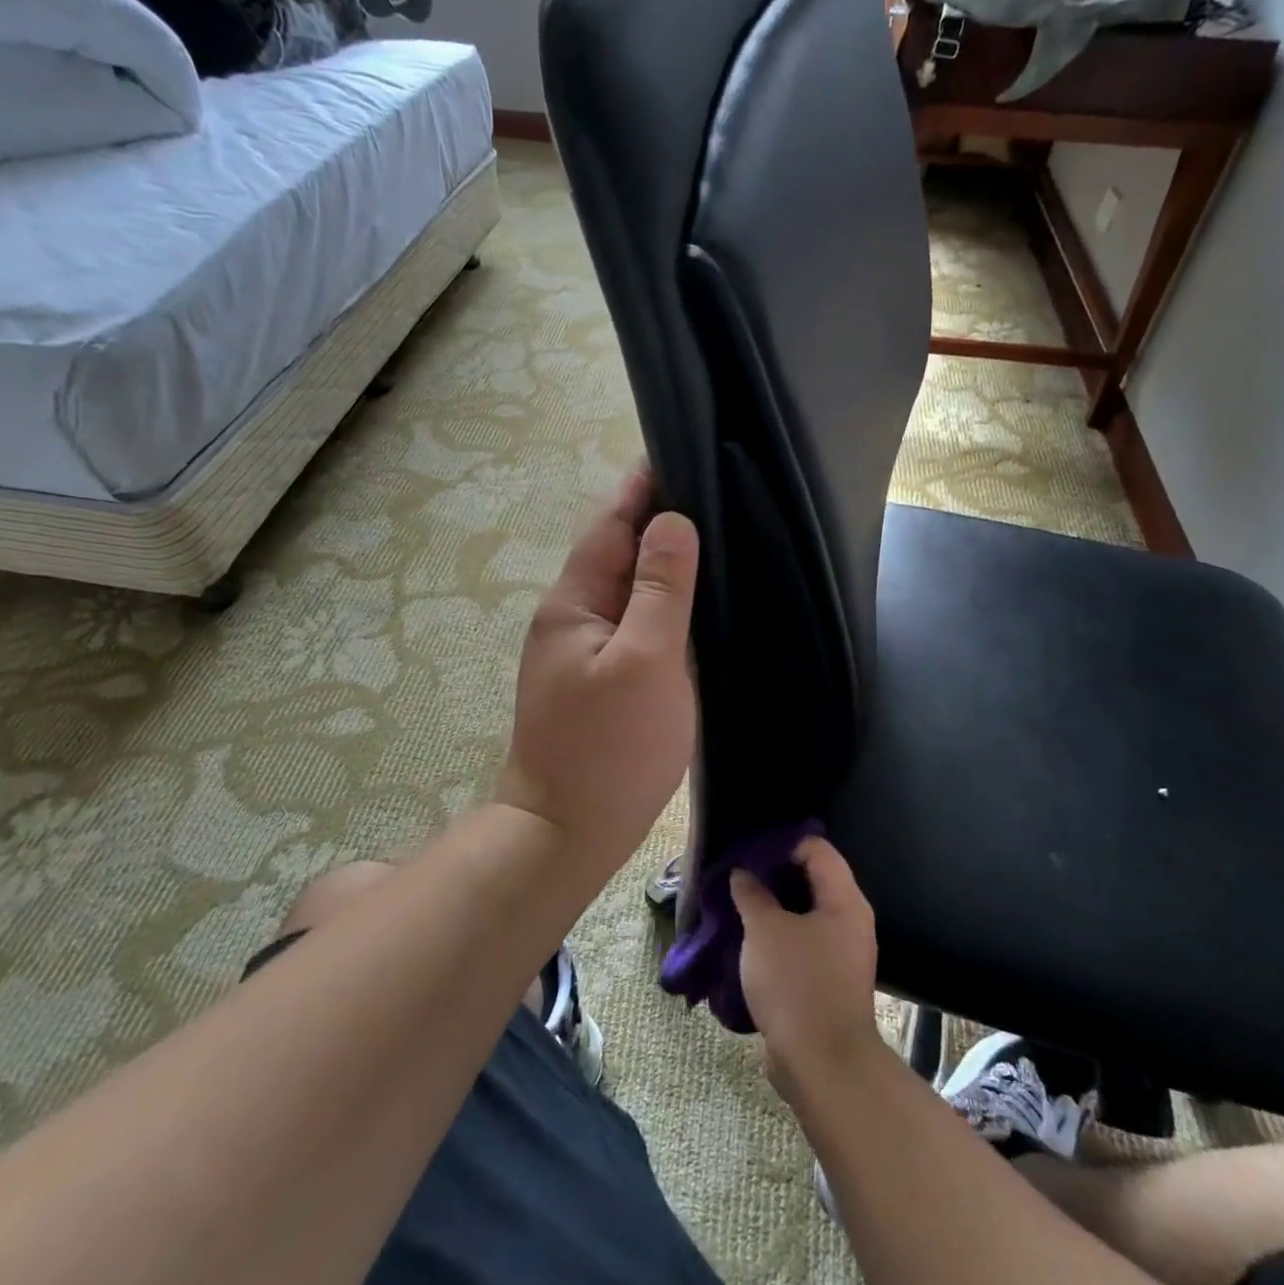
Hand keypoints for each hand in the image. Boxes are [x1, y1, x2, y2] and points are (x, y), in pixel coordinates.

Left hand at [494, 467, 699, 877]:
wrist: (566, 832)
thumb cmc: (609, 748)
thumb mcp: (646, 660)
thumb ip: (660, 588)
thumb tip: (672, 519)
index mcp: (574, 600)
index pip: (611, 521)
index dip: (645, 486)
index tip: (687, 451)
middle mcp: (572, 615)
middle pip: (618, 549)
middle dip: (659, 518)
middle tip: (717, 492)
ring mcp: (582, 649)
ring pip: (627, 587)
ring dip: (662, 561)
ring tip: (716, 536)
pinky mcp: (599, 678)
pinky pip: (633, 622)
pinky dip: (661, 602)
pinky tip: (694, 602)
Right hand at [731, 837, 883, 1094]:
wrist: (823, 1066)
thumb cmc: (797, 985)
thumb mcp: (765, 931)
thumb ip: (752, 894)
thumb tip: (743, 873)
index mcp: (844, 901)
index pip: (817, 849)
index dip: (783, 843)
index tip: (749, 849)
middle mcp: (850, 921)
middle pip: (812, 879)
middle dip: (774, 874)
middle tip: (739, 874)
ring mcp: (842, 953)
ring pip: (805, 913)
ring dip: (773, 907)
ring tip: (738, 903)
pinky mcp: (829, 980)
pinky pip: (802, 942)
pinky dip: (778, 935)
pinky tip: (750, 939)